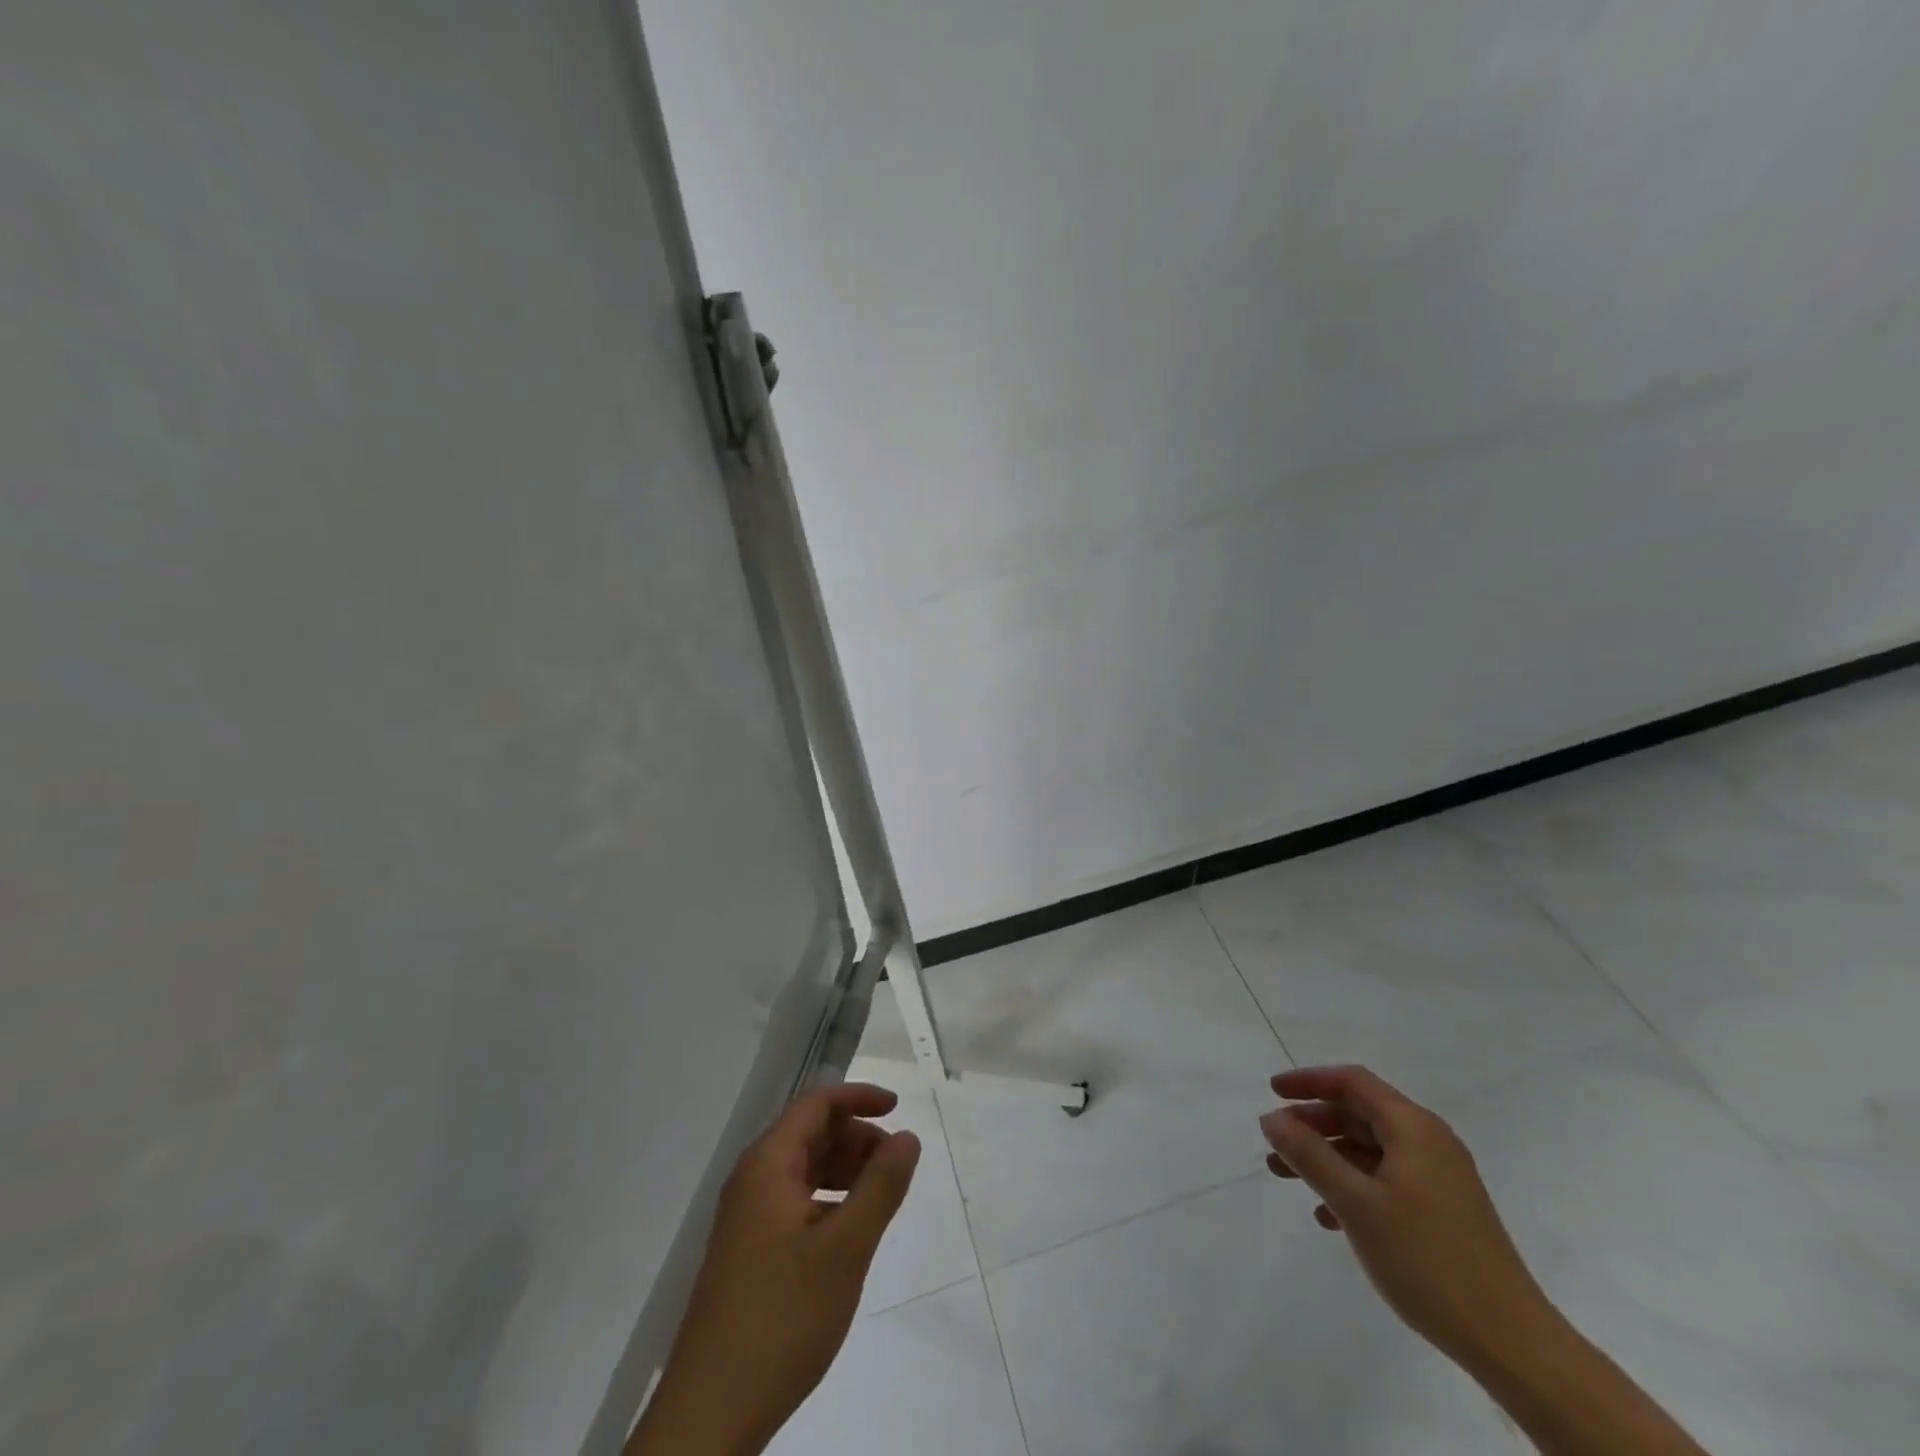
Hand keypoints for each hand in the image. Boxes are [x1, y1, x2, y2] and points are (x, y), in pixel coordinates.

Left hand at [630, 1083, 921, 1455]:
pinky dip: (827, 1200)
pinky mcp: (746, 1252)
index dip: (858, 1097)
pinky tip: (848, 1232)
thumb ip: (881, 1186)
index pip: (816, 1104)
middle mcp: (752, 1180)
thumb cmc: (783, 1317)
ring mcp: (745, 1219)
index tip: (899, 1108)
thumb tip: (907, 1137)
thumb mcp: (846, 1248)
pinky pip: (793, 1202)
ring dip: (844, 1169)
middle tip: (895, 1165)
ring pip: (802, 1169)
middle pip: (809, 1133)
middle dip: (856, 1137)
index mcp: (768, 1165)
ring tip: (880, 1197)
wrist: (710, 1414)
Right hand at [1260, 1065, 1551, 1369]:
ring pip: (1369, 1149)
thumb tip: (1272, 1118)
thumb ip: (1309, 1155)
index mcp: (1413, 1128)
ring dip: (1327, 1157)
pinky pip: (1386, 1180)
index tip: (1272, 1091)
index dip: (1308, 1080)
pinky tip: (1329, 1216)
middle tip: (1274, 1142)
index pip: (1352, 1082)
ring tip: (1287, 1178)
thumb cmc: (1427, 1260)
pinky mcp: (1444, 1211)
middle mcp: (1429, 1142)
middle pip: (1359, 1114)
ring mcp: (1440, 1178)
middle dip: (1312, 1124)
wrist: (1512, 1343)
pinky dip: (1352, 1186)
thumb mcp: (1356, 1203)